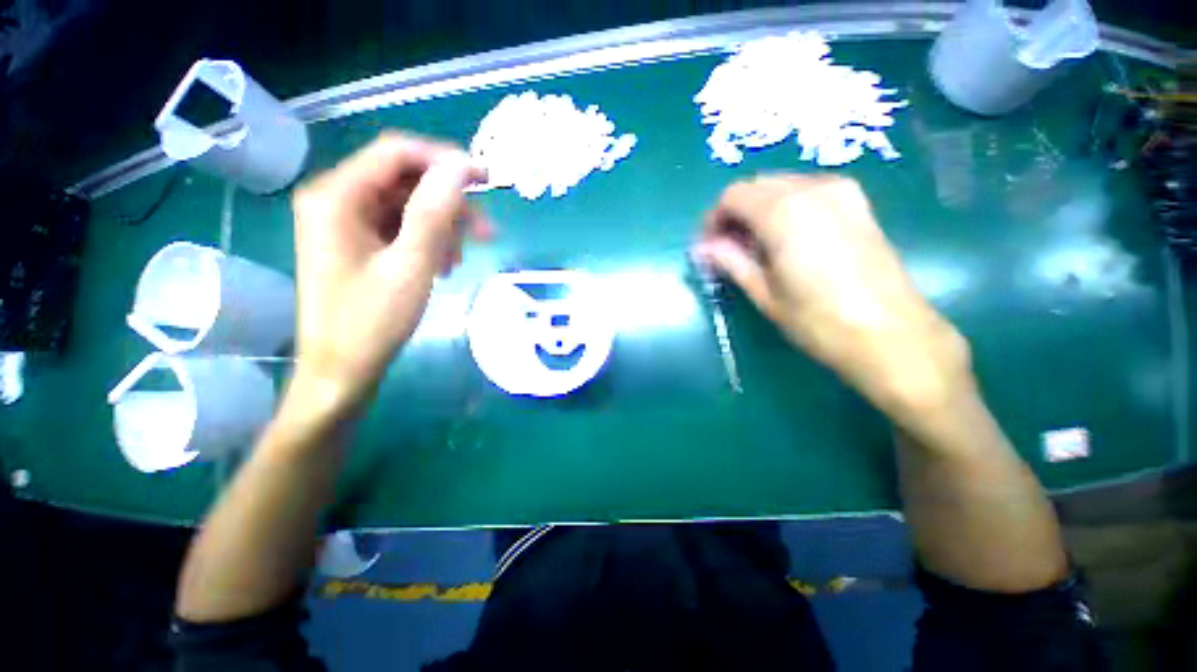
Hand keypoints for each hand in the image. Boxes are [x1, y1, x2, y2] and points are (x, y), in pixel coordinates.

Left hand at [291, 133, 489, 405]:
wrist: (342, 370)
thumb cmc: (373, 321)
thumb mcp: (411, 265)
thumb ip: (434, 212)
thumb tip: (460, 166)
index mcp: (337, 196)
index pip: (397, 153)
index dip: (445, 161)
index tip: (487, 181)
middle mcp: (336, 199)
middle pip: (404, 180)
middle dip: (449, 204)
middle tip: (487, 232)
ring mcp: (345, 222)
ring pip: (406, 206)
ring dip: (442, 227)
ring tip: (460, 259)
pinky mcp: (356, 243)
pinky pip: (400, 228)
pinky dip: (428, 241)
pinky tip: (443, 266)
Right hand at [693, 174, 970, 419]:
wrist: (891, 334)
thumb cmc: (818, 320)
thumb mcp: (764, 293)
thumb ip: (730, 261)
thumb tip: (701, 248)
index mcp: (784, 211)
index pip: (733, 196)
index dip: (713, 219)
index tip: (708, 247)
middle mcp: (812, 188)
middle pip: (757, 185)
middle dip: (735, 213)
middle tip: (727, 248)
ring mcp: (841, 191)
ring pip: (782, 186)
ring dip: (759, 209)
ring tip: (754, 247)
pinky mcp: (857, 202)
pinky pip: (807, 191)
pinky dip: (785, 207)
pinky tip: (785, 239)